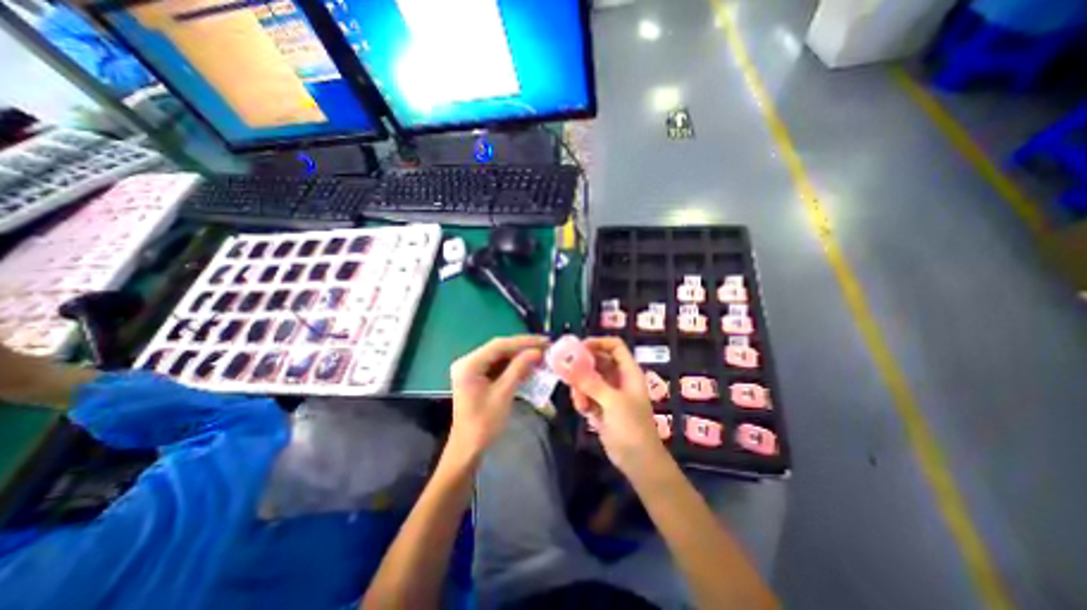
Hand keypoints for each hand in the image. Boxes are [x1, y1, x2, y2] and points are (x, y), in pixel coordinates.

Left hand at [447, 335, 547, 459]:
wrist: (468, 449)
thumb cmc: (484, 423)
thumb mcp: (503, 394)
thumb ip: (519, 369)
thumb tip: (537, 352)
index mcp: (470, 364)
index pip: (500, 345)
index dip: (524, 342)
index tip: (544, 341)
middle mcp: (469, 362)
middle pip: (500, 349)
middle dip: (523, 348)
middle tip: (546, 347)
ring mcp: (473, 370)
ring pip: (500, 357)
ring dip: (520, 356)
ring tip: (541, 355)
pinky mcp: (478, 378)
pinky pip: (498, 366)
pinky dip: (514, 366)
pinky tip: (529, 366)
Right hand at [564, 339, 667, 475]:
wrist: (638, 462)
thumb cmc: (632, 427)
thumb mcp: (612, 402)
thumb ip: (591, 382)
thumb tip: (569, 365)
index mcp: (628, 372)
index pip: (614, 346)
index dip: (598, 343)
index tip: (578, 348)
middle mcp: (618, 378)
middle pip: (597, 361)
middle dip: (582, 367)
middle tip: (566, 372)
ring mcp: (609, 392)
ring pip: (588, 378)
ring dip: (580, 388)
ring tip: (580, 403)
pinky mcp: (601, 406)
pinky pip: (586, 394)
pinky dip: (582, 400)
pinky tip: (584, 412)